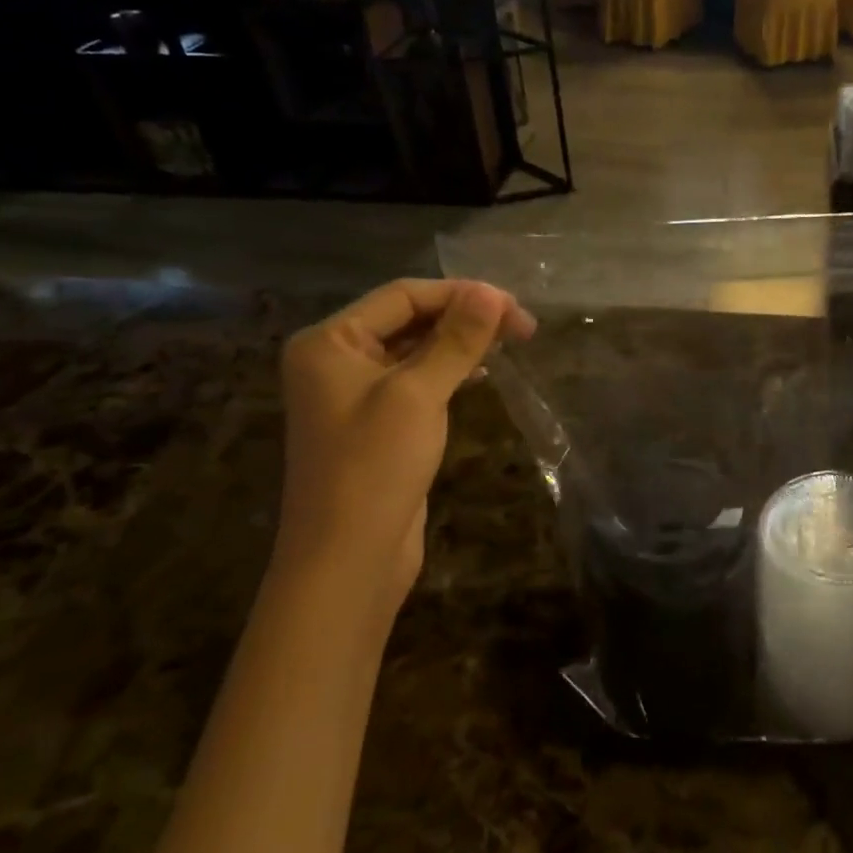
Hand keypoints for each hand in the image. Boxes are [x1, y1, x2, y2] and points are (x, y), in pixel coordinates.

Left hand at [277, 279, 533, 617]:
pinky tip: (480, 373)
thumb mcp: (418, 394)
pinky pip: (416, 380)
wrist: (347, 560)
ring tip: (509, 342)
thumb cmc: (374, 467)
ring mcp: (354, 394)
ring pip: (415, 349)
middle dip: (464, 317)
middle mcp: (335, 360)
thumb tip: (492, 293)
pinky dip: (449, 371)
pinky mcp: (376, 423)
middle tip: (522, 327)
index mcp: (329, 341)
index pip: (403, 296)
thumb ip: (456, 340)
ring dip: (460, 342)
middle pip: (409, 319)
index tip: (515, 307)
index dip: (461, 295)